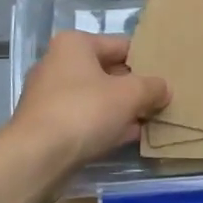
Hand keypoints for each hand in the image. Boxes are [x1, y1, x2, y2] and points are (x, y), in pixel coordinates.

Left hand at [10, 31, 169, 171]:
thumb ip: (152, 87)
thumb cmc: (84, 111)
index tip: (166, 76)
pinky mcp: (47, 125)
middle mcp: (58, 64)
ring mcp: (50, 96)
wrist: (36, 158)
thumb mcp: (130, 95)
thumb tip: (165, 88)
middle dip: (134, 88)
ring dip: (122, 109)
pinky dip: (105, 125)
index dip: (146, 61)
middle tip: (161, 100)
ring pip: (97, 98)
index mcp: (74, 44)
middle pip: (108, 72)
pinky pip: (85, 119)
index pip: (121, 45)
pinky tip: (129, 137)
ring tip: (150, 121)